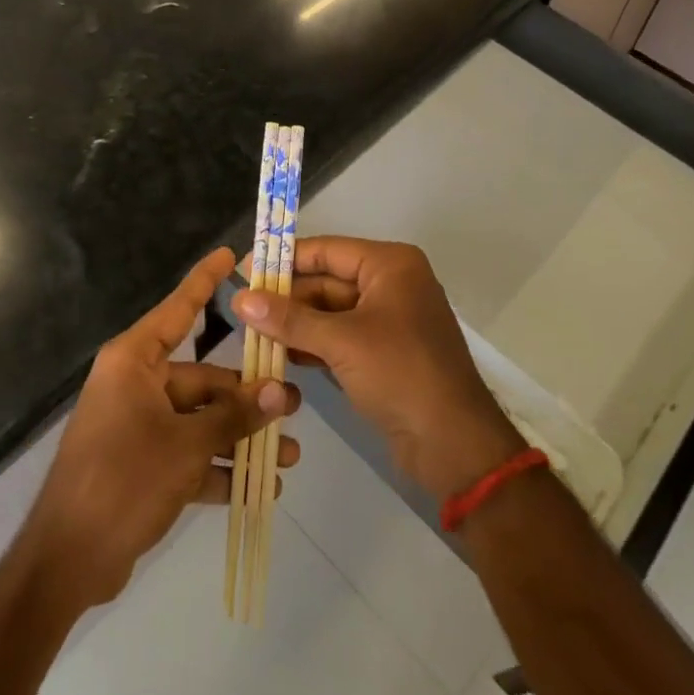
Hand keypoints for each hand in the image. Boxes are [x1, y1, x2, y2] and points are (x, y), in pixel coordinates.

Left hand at [20, 247, 299, 609]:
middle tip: (292, 406)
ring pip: (201, 420)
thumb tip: (279, 391)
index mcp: (135, 362)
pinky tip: (261, 487)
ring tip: (287, 455)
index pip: (178, 309)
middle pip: (203, 379)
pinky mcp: (142, 464)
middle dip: (247, 397)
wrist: (65, 564)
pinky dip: (219, 469)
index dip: (205, 280)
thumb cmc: (122, 482)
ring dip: (240, 438)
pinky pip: (189, 453)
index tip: (230, 253)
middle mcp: (137, 385)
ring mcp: (139, 426)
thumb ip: (233, 417)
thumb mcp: (185, 446)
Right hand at [238, 237, 525, 500]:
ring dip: (295, 324)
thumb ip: (289, 319)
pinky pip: (340, 338)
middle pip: (327, 280)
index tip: (244, 269)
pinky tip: (278, 356)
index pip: (327, 250)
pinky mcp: (383, 354)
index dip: (285, 259)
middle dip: (287, 297)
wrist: (454, 444)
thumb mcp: (342, 342)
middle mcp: (391, 284)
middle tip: (241, 310)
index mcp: (390, 265)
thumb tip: (239, 298)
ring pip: (330, 312)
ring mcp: (388, 321)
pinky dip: (312, 344)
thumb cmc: (401, 374)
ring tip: (251, 334)